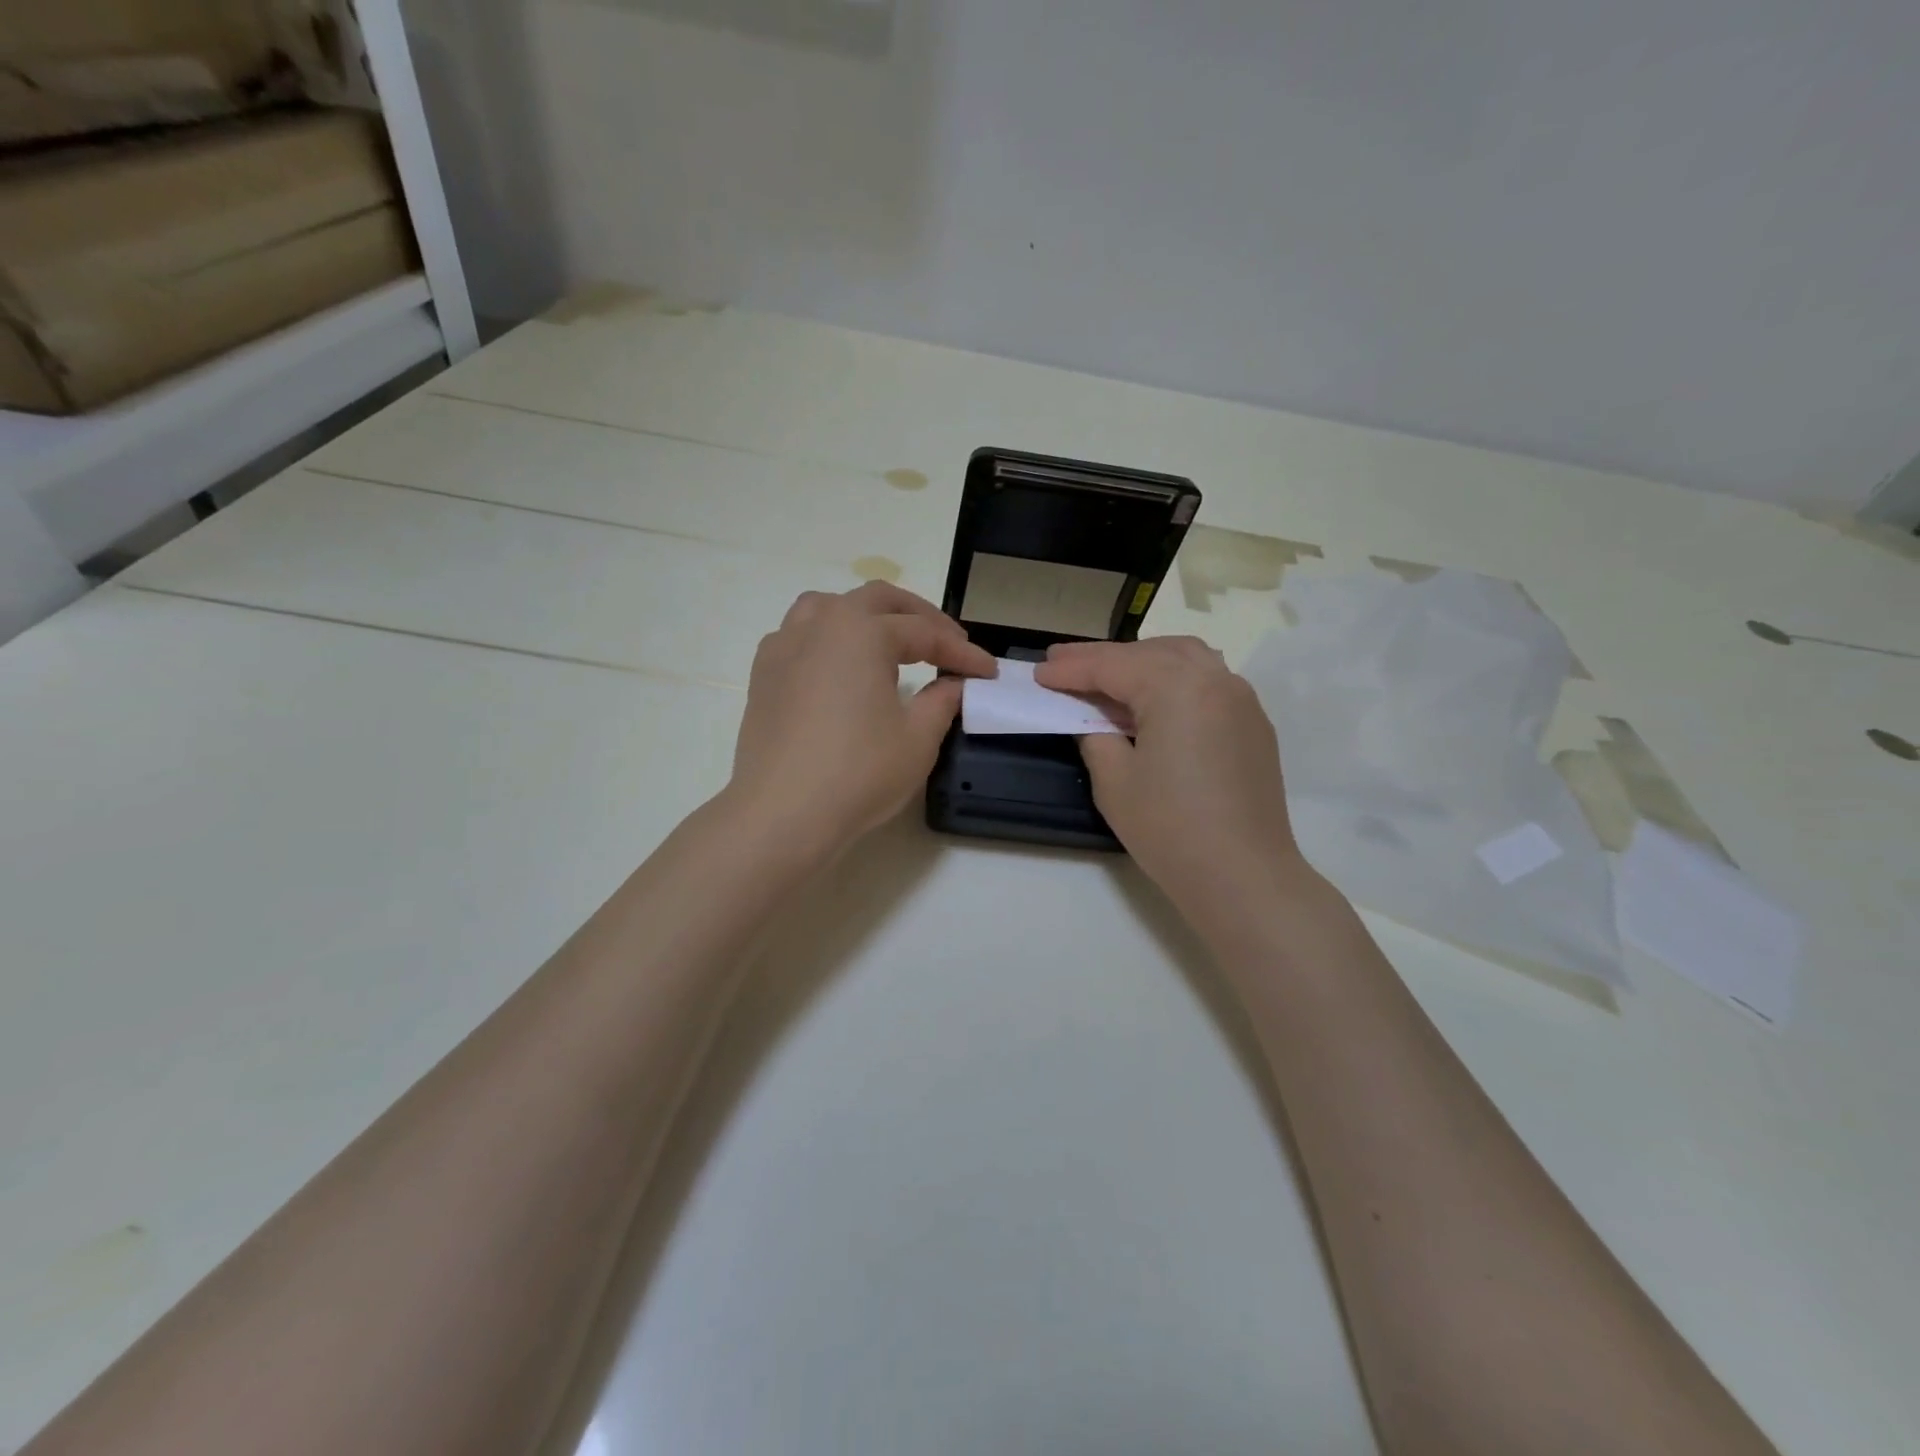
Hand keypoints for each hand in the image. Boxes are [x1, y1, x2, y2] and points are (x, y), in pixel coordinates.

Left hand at [728, 582, 996, 853]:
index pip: (925, 633)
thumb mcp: (918, 739)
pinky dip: (827, 638)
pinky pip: (799, 636)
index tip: (988, 671)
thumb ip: (942, 700)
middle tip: (948, 645)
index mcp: (863, 631)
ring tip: (888, 642)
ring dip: (867, 616)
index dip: (962, 653)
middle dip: (919, 617)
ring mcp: (784, 646)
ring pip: (829, 607)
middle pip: (878, 601)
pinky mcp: (763, 674)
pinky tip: (838, 667)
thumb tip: (952, 684)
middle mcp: (821, 624)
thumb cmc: (858, 772)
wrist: (782, 813)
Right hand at [1035, 637, 1309, 920]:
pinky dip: (1174, 677)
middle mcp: (1214, 679)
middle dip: (1104, 657)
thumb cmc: (1170, 828)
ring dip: (1142, 660)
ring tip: (1108, 674)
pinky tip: (1154, 699)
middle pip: (1148, 653)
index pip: (1112, 666)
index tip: (1038, 672)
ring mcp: (1241, 699)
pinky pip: (1208, 680)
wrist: (1242, 876)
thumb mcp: (1114, 781)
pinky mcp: (1253, 723)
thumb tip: (1092, 719)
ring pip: (1184, 658)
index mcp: (1177, 687)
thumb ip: (1095, 735)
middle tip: (1063, 664)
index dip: (1071, 669)